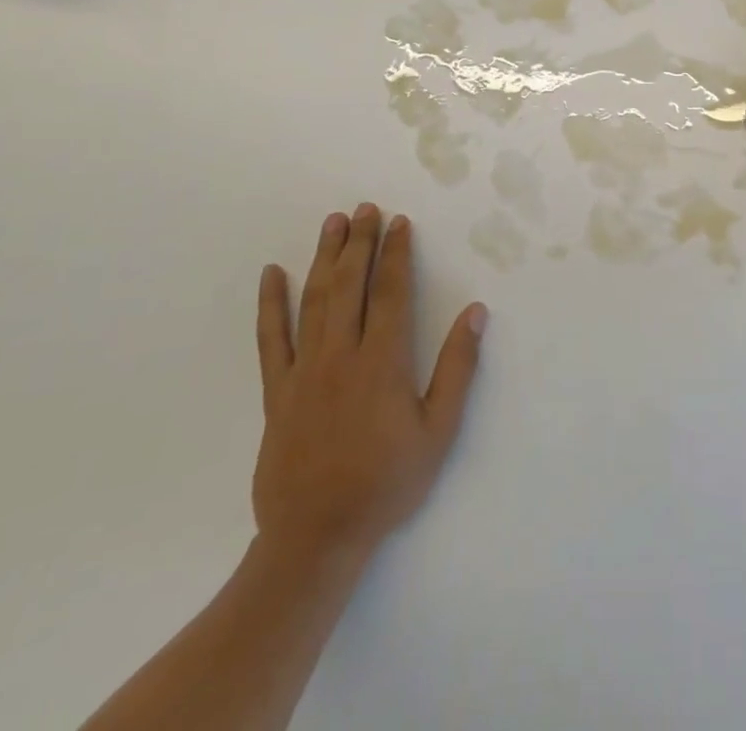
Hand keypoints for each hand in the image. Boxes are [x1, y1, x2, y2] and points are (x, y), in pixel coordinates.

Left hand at [251, 204, 487, 571]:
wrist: (316, 538)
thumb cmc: (386, 483)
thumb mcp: (438, 431)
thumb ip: (457, 369)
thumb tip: (475, 313)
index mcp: (382, 361)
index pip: (390, 292)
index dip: (396, 254)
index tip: (400, 223)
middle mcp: (341, 355)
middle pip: (351, 285)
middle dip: (360, 242)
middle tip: (366, 208)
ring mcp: (304, 371)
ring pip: (314, 300)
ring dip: (325, 257)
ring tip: (333, 223)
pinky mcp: (277, 391)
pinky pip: (270, 339)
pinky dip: (270, 304)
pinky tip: (272, 274)